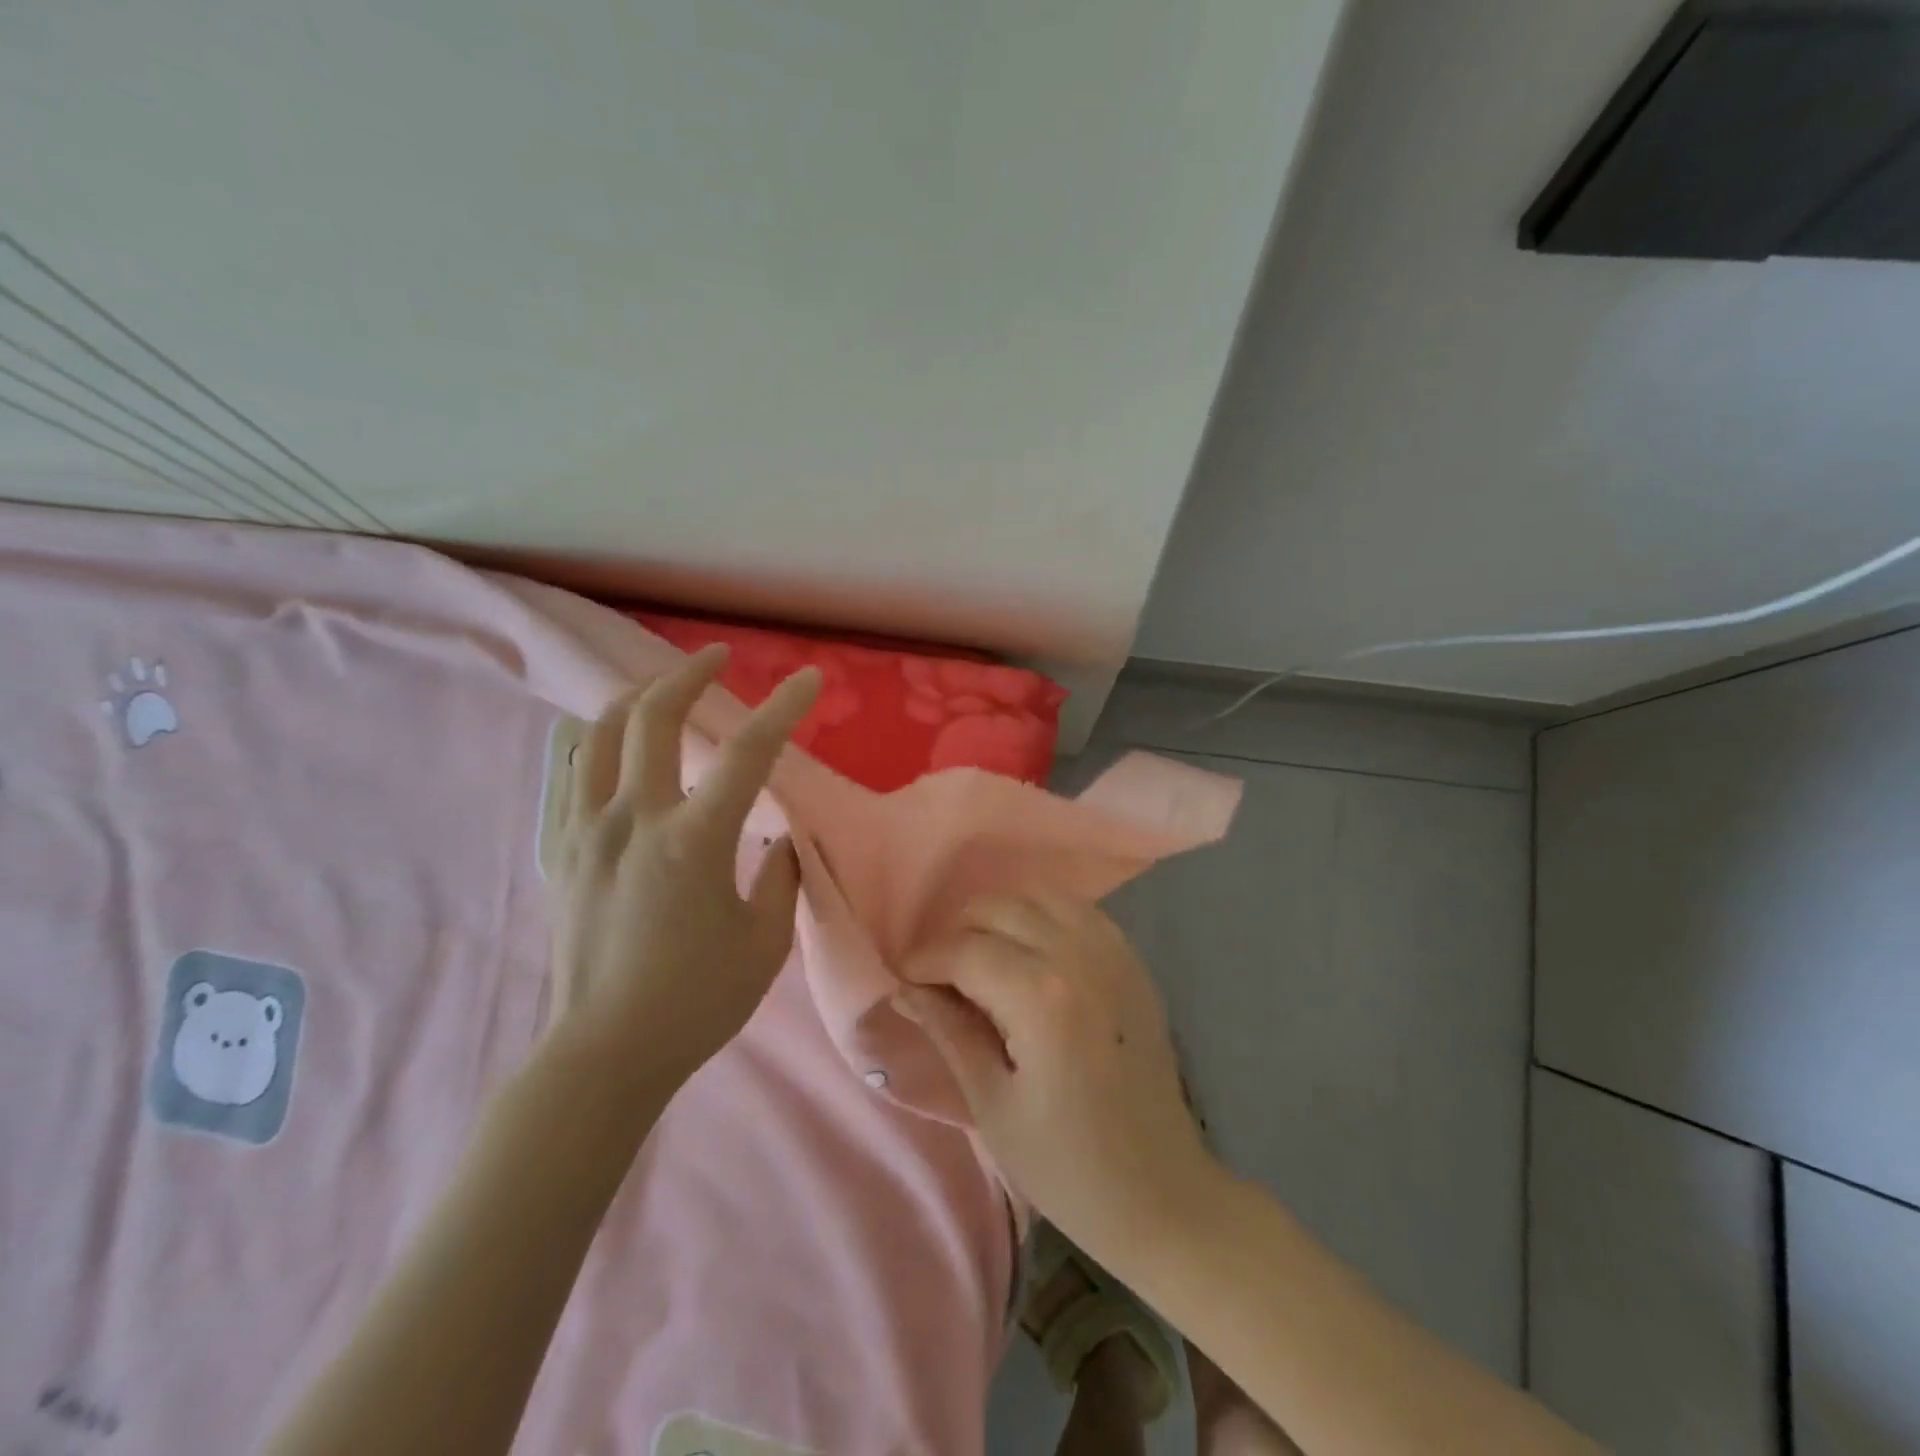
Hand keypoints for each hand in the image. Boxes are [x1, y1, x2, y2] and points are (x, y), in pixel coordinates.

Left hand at [547, 644, 820, 1097]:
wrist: (605, 1053)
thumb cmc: (697, 1001)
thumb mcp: (765, 941)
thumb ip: (780, 876)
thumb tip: (777, 838)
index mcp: (694, 840)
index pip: (749, 753)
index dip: (784, 708)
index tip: (810, 680)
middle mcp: (634, 819)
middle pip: (655, 716)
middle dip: (690, 673)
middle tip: (716, 657)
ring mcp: (587, 832)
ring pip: (598, 733)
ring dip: (634, 696)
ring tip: (660, 686)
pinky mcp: (562, 852)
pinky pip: (568, 774)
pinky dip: (591, 740)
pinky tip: (605, 738)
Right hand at [897, 894, 1219, 1263]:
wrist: (1161, 1193)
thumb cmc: (1067, 1165)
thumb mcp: (992, 1104)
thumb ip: (949, 1032)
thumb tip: (904, 989)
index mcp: (1041, 998)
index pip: (964, 950)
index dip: (925, 960)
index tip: (904, 980)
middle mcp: (1079, 957)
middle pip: (998, 909)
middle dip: (957, 932)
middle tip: (940, 975)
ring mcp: (1112, 953)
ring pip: (1038, 896)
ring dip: (1000, 916)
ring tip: (982, 956)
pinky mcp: (1132, 961)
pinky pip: (1078, 910)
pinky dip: (1043, 914)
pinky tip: (1030, 948)